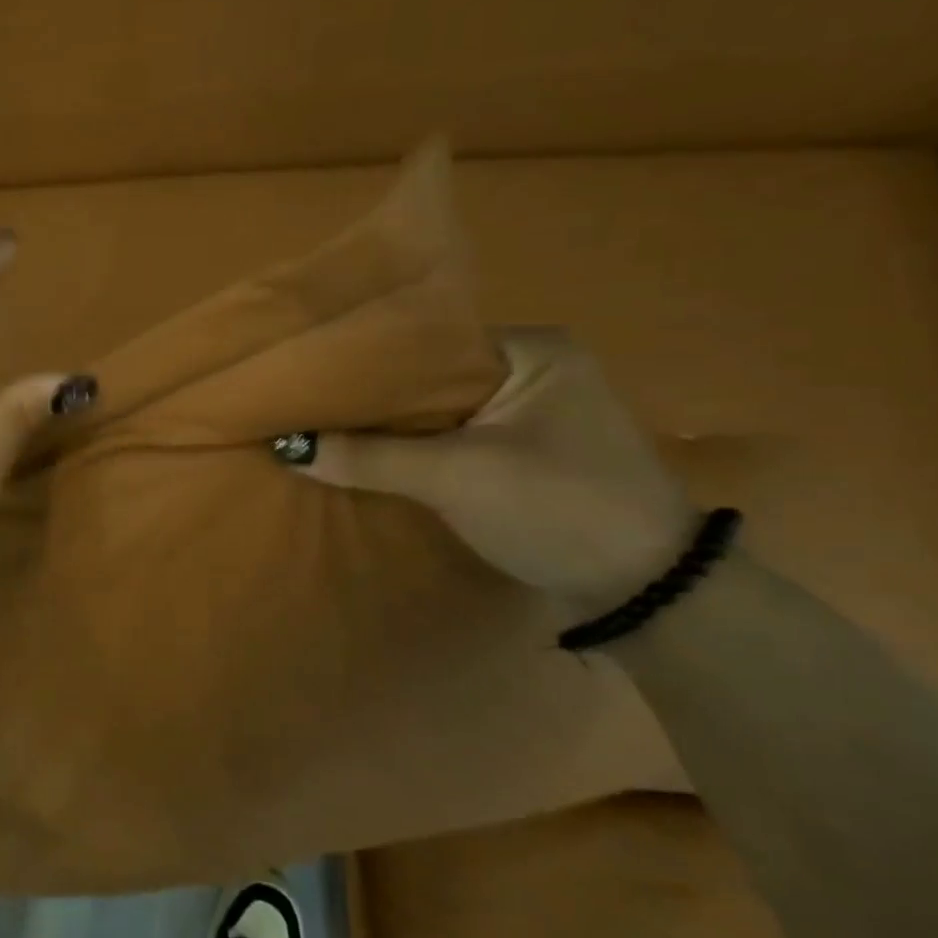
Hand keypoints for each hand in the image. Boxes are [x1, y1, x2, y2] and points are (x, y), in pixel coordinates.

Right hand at [286, 328, 697, 617]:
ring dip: (391, 428)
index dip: (367, 361)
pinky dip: (415, 449)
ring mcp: (531, 414)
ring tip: (323, 428)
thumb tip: (286, 445)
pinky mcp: (524, 454)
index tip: (310, 376)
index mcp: (531, 349)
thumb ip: (370, 457)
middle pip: (430, 377)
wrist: (651, 596)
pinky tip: (368, 456)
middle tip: (306, 405)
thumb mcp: (456, 478)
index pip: (427, 341)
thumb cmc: (559, 509)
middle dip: (374, 398)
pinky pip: (453, 439)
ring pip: (438, 412)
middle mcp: (533, 369)